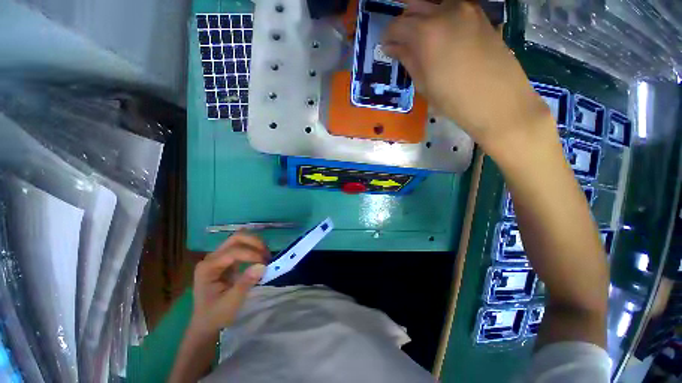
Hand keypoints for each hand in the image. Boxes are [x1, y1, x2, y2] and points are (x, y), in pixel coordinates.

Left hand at [190, 233, 268, 335]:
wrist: (207, 323)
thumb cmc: (216, 315)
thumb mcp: (231, 302)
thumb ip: (246, 283)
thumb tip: (262, 265)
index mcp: (208, 267)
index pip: (233, 251)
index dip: (251, 254)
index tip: (266, 264)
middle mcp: (211, 257)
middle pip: (236, 238)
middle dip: (254, 243)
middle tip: (267, 254)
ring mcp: (218, 257)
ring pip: (239, 239)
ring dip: (255, 244)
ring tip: (266, 255)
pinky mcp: (226, 260)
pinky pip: (241, 246)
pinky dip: (253, 248)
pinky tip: (260, 255)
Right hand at [382, 0, 553, 154]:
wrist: (497, 100)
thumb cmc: (453, 100)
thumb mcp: (424, 83)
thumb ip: (407, 59)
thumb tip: (392, 47)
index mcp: (426, 33)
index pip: (397, 25)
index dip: (388, 36)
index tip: (386, 46)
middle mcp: (445, 11)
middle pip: (415, 7)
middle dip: (404, 24)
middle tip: (401, 42)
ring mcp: (466, 9)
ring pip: (434, 5)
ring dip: (423, 19)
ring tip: (422, 41)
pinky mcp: (480, 14)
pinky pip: (452, 9)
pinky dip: (441, 19)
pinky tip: (442, 37)